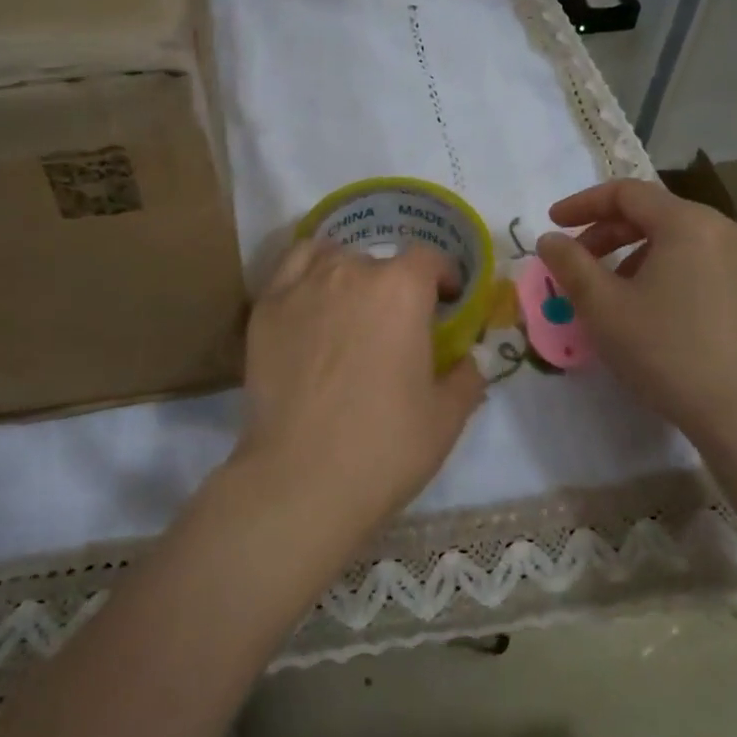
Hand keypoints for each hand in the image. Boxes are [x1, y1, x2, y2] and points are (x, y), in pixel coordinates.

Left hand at [235, 237, 486, 535]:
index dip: (443, 276)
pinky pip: (291, 268)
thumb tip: (470, 359)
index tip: (448, 300)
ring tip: (352, 308)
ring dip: (351, 275)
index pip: (428, 259)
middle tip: (397, 325)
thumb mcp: (447, 417)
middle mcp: (352, 273)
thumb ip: (467, 376)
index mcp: (402, 289)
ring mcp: (302, 287)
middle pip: (380, 262)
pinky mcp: (266, 309)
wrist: (301, 478)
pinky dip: (308, 274)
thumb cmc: (385, 446)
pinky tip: (312, 302)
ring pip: (333, 258)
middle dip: (396, 285)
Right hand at [535, 179, 736, 450]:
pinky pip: (702, 263)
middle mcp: (725, 229)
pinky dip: (668, 271)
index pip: (626, 193)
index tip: (554, 223)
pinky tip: (654, 310)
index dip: (583, 204)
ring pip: (679, 240)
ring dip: (636, 254)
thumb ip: (569, 264)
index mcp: (688, 223)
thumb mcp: (603, 307)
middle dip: (607, 233)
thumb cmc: (666, 352)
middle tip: (577, 262)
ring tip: (613, 292)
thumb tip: (549, 239)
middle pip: (654, 213)